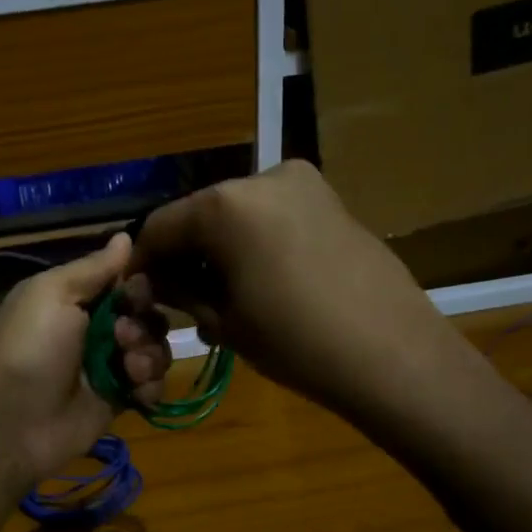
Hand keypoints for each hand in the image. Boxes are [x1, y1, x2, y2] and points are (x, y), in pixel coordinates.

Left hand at [0, 234, 171, 479]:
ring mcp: (109, 367)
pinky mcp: (118, 401)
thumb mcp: (53, 293)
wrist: (10, 422)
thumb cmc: (29, 347)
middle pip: (147, 315)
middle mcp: (96, 329)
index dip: (138, 287)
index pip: (126, 282)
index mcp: (77, 298)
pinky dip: (150, 386)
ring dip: (150, 355)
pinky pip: (152, 386)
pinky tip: (135, 391)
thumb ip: (93, 267)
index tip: (132, 296)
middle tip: (122, 337)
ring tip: (128, 369)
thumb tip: (125, 235)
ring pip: (155, 349)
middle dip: (144, 324)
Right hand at [126, 161, 452, 422]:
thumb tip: (156, 280)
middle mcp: (261, 177)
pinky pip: (273, 216)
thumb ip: (181, 290)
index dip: (143, 261)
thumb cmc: (296, 342)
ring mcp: (303, 185)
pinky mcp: (331, 201)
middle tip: (179, 298)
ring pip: (237, 214)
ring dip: (220, 249)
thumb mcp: (224, 321)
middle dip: (185, 254)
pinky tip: (260, 282)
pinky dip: (254, 242)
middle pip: (200, 214)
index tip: (137, 291)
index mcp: (225, 203)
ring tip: (221, 296)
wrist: (394, 355)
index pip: (160, 226)